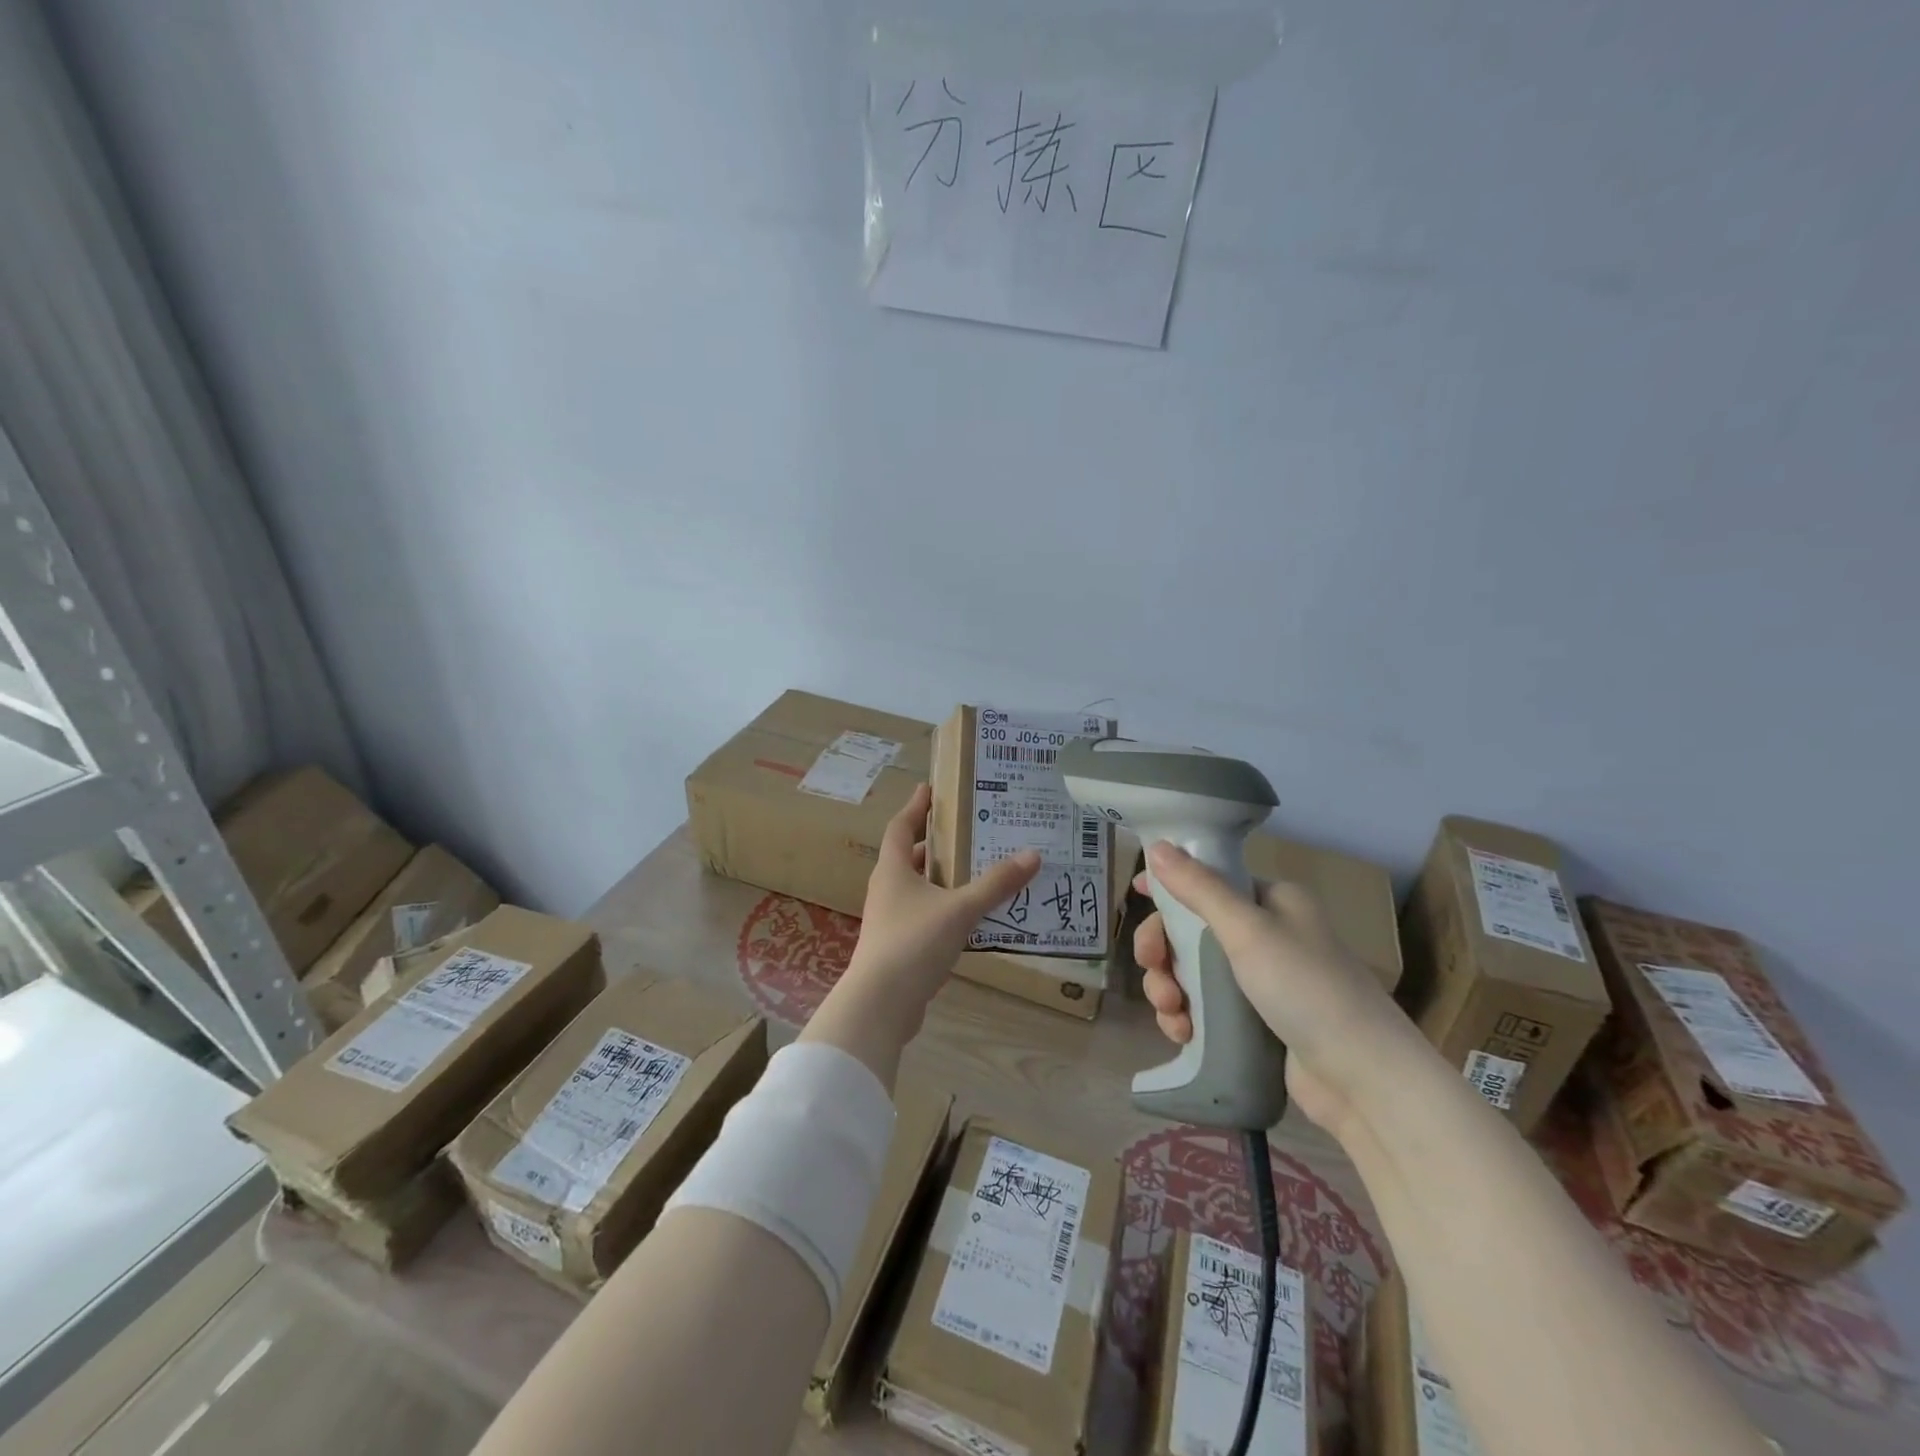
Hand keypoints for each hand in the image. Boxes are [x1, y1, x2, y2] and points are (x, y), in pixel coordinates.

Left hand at [802, 784, 1040, 1083]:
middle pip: (910, 856)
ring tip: (978, 870)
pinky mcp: (899, 946)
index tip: (931, 788)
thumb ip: (995, 884)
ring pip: (918, 888)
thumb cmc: (914, 943)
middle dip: (936, 843)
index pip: (901, 826)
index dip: (916, 806)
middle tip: (969, 831)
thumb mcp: (960, 909)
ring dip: (943, 878)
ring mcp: (890, 919)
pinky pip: (925, 915)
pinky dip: (945, 908)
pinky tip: (971, 915)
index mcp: (893, 870)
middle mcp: (887, 889)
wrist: (880, 1004)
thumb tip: (1032, 855)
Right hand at [1134, 841, 1409, 1135]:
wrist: (1364, 1081)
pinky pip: (1204, 1007)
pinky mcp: (1255, 1023)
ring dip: (1169, 986)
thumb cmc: (1307, 989)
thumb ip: (1199, 888)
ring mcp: (1261, 981)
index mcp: (1273, 901)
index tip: (1136, 895)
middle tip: (1152, 967)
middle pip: (1192, 928)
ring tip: (1171, 1012)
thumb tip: (1157, 846)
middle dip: (1163, 948)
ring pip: (1191, 970)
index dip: (1170, 886)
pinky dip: (1186, 1016)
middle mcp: (1266, 934)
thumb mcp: (1248, 930)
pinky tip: (1182, 1033)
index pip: (1210, 880)